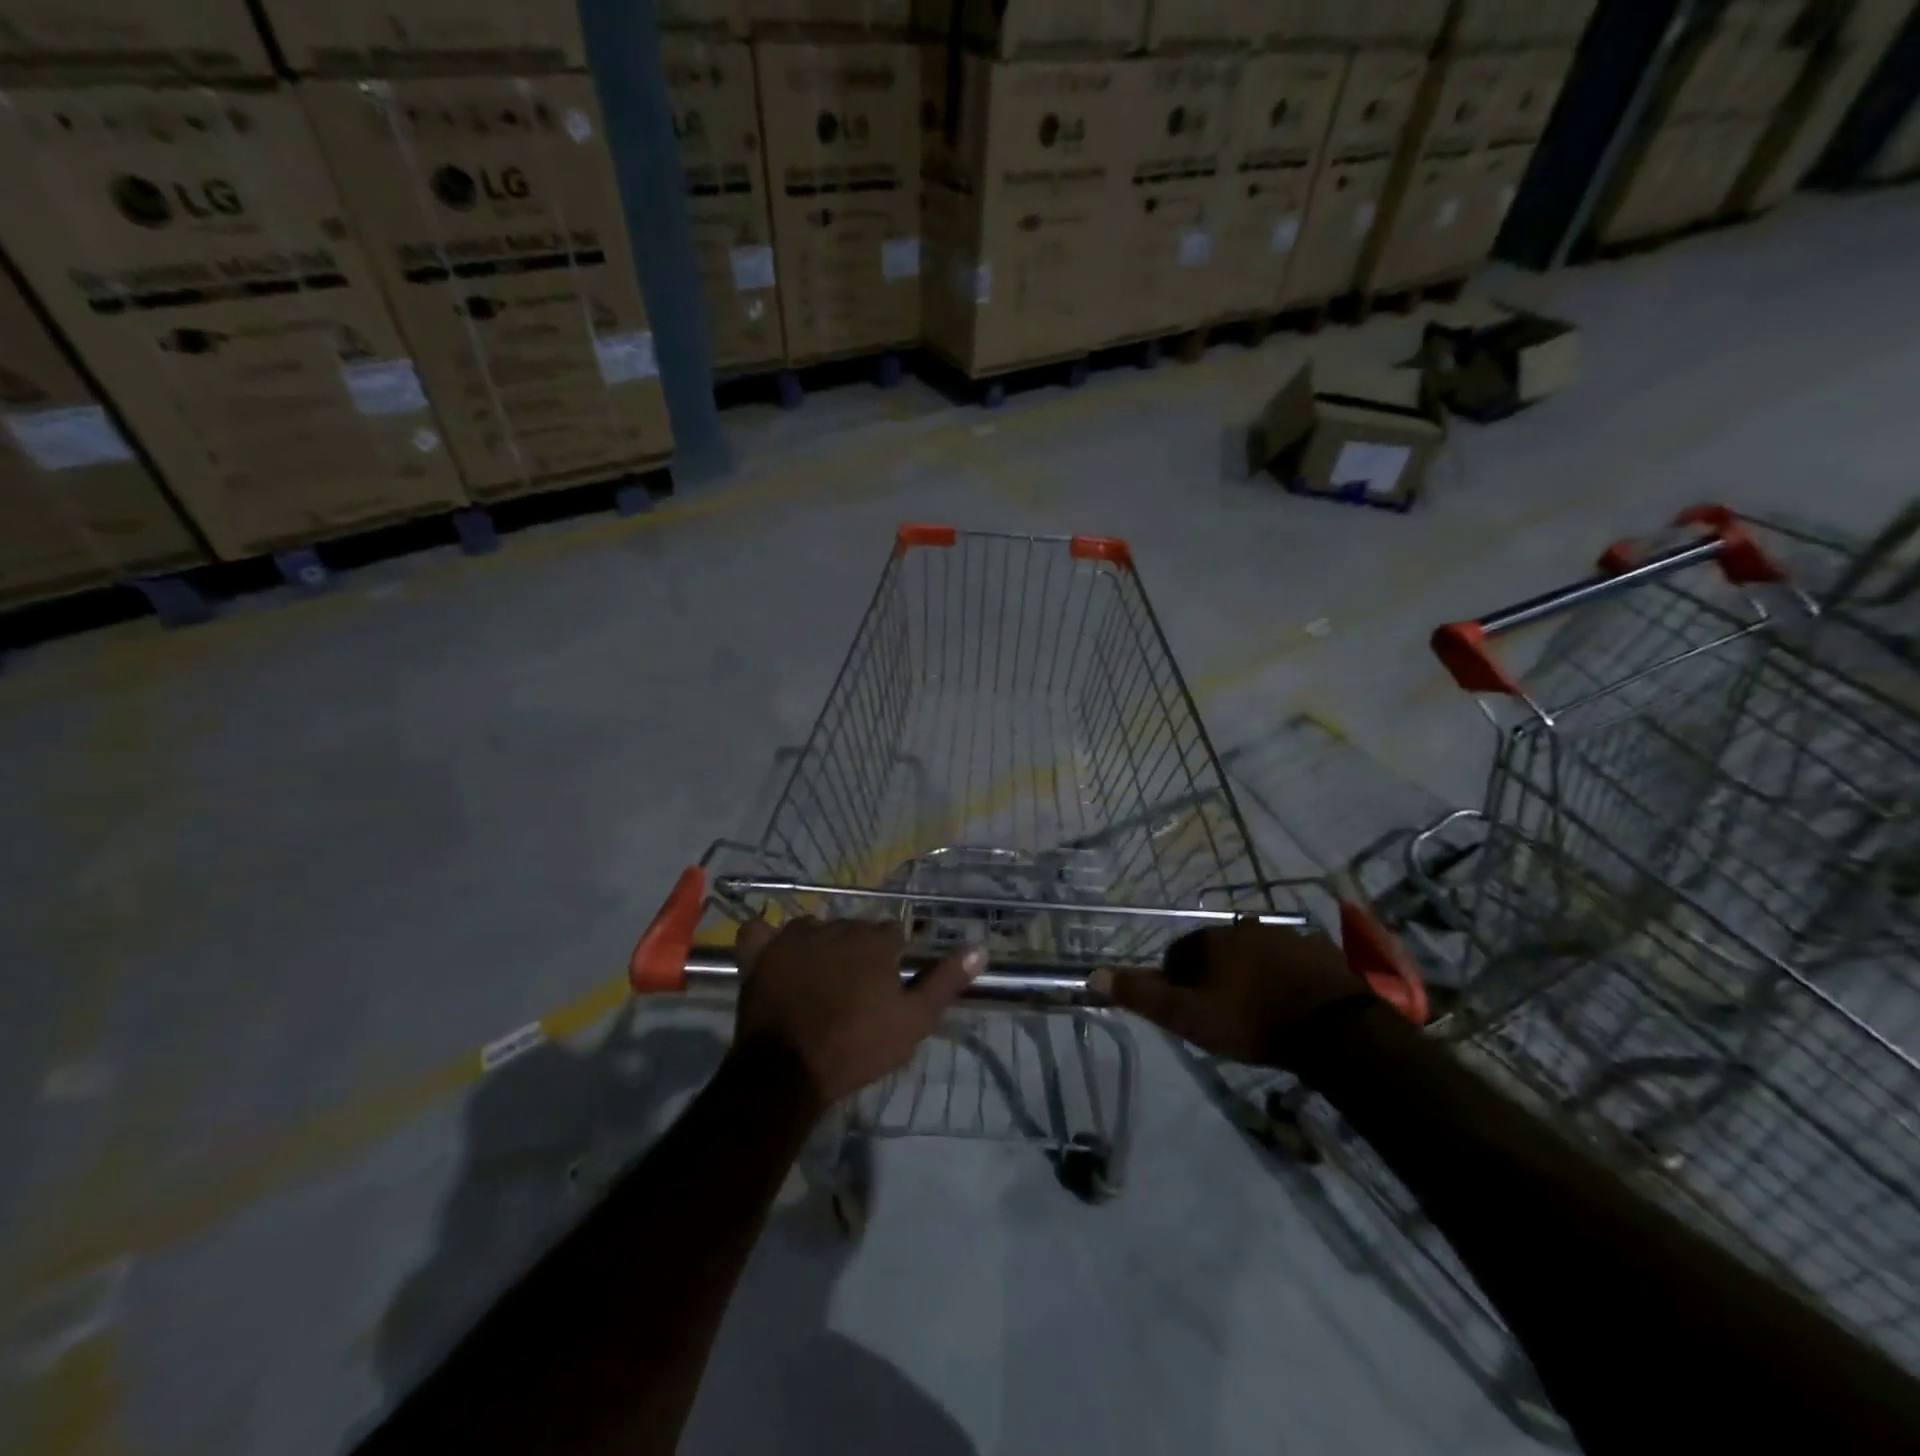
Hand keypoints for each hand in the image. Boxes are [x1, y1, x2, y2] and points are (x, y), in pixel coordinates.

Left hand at [731, 917, 983, 1108]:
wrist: (789, 1072)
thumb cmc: (858, 1046)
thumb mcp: (914, 1020)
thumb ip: (945, 980)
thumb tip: (979, 947)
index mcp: (875, 940)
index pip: (893, 933)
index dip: (893, 957)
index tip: (889, 983)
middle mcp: (837, 927)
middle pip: (854, 929)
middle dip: (858, 952)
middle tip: (855, 990)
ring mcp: (794, 937)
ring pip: (814, 929)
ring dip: (819, 946)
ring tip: (818, 981)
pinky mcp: (759, 953)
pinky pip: (759, 931)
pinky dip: (765, 939)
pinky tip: (771, 953)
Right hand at [1091, 921, 1369, 1067]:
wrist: (1333, 1029)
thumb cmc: (1251, 1021)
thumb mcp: (1189, 1016)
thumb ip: (1142, 996)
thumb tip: (1094, 975)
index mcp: (1210, 940)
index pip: (1178, 954)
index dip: (1177, 982)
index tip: (1190, 1011)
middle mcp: (1243, 927)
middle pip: (1215, 951)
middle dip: (1214, 975)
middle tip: (1224, 1012)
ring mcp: (1284, 935)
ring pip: (1253, 953)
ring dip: (1249, 973)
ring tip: (1258, 1009)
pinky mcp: (1318, 950)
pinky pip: (1290, 960)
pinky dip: (1284, 975)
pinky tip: (1291, 1001)